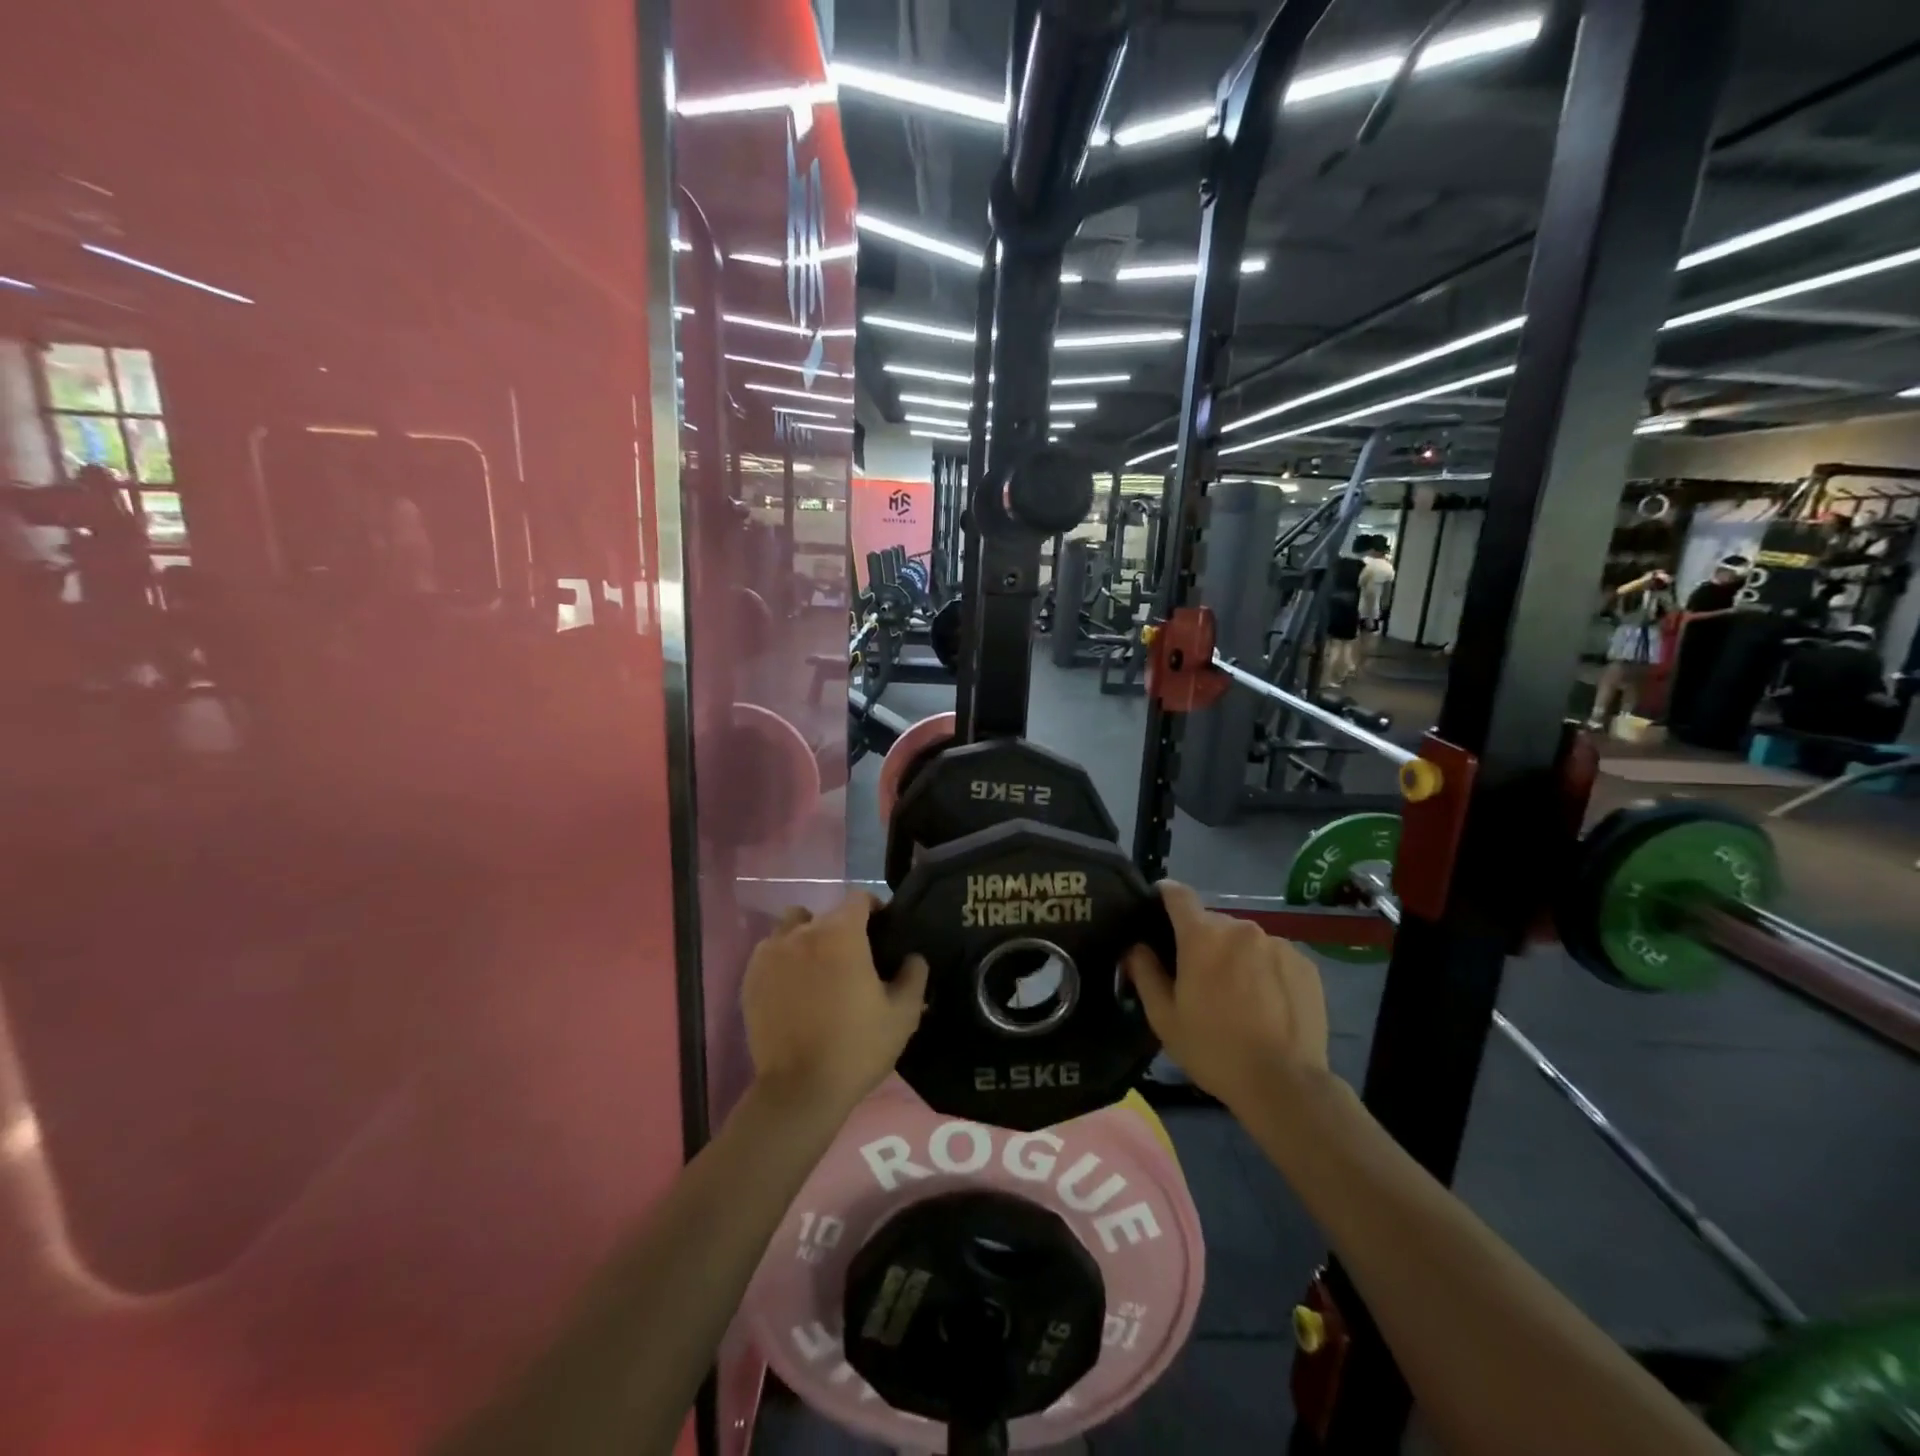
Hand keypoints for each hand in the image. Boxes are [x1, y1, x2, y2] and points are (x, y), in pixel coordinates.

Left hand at [742, 893, 928, 1116]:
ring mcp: (771, 953)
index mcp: (841, 933)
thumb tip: (912, 957)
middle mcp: (803, 932)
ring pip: (792, 926)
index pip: (858, 898)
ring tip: (818, 967)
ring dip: (807, 937)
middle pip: (826, 914)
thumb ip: (914, 975)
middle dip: (843, 928)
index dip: (874, 909)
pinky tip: (794, 987)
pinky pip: (770, 951)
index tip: (882, 931)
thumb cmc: (857, 1047)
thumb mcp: (903, 1014)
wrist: (800, 1090)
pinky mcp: (751, 977)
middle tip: (854, 960)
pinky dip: (784, 959)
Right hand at [1124, 882, 1328, 1111]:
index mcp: (1202, 936)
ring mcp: (1278, 944)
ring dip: (1236, 956)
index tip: (1158, 907)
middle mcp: (1241, 928)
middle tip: (1199, 977)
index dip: (1165, 896)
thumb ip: (1145, 973)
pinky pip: (1274, 956)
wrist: (1285, 1084)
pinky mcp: (1305, 964)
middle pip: (1212, 923)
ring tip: (1238, 996)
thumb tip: (1136, 946)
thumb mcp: (1164, 1017)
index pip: (1178, 894)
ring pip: (1245, 940)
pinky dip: (1265, 970)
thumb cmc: (1214, 1049)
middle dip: (1202, 941)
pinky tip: (1267, 1004)